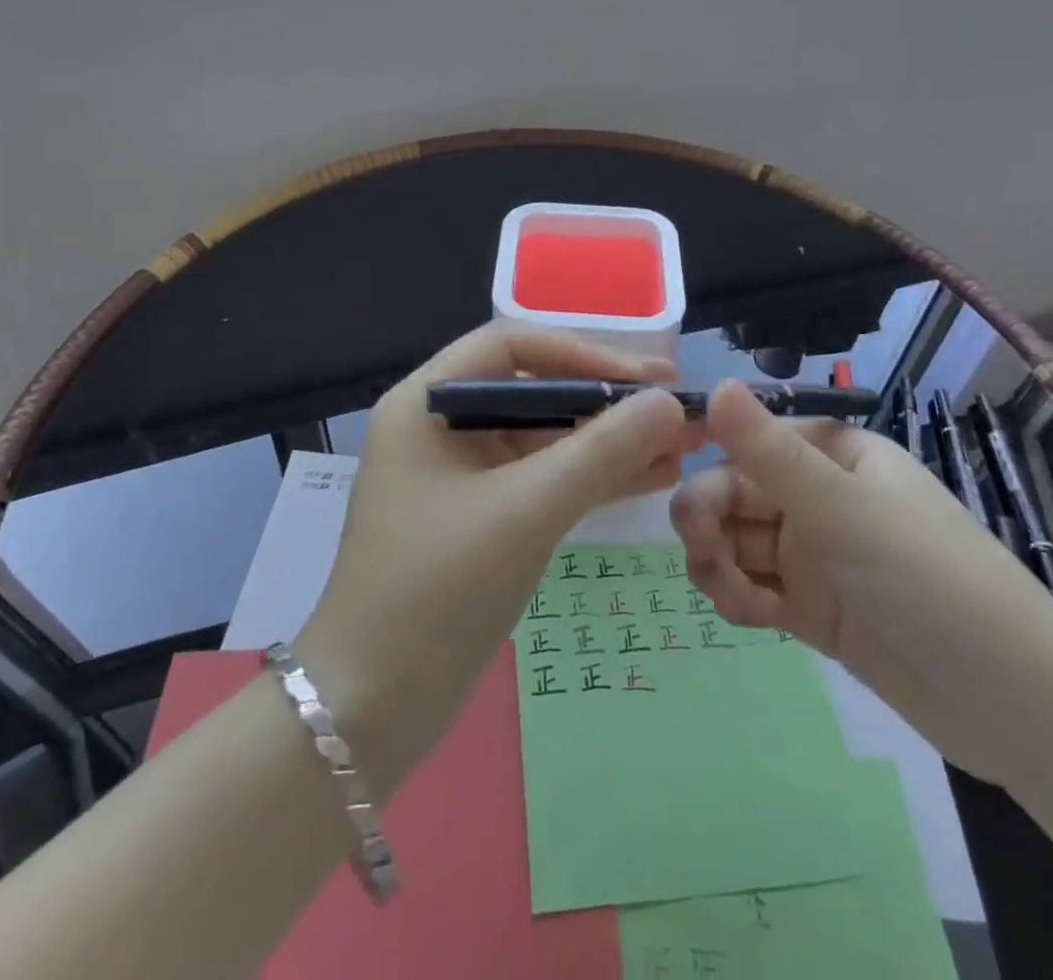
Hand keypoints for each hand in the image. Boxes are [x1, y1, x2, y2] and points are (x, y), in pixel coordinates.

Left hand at [297, 324, 693, 793]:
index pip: (512, 346)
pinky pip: (541, 480)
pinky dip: (590, 478)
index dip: (583, 354)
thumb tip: (668, 402)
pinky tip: (650, 478)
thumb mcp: (525, 511)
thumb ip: (600, 452)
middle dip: (606, 402)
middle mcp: (441, 426)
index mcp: (427, 402)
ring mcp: (460, 475)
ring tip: (680, 447)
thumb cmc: (437, 590)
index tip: (647, 379)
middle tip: (677, 411)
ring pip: (544, 438)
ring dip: (608, 442)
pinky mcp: (480, 517)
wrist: (372, 705)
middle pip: (534, 391)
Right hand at [669, 381, 1052, 787]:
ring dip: (720, 563)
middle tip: (703, 551)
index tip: (684, 494)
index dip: (713, 462)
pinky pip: (754, 585)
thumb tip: (714, 385)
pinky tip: (751, 616)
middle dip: (711, 520)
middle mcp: (820, 497)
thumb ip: (771, 454)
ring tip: (733, 597)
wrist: (1018, 709)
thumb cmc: (935, 584)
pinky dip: (740, 597)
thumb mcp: (847, 512)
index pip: (752, 443)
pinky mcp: (811, 607)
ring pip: (738, 542)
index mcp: (835, 456)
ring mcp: (815, 555)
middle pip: (736, 494)